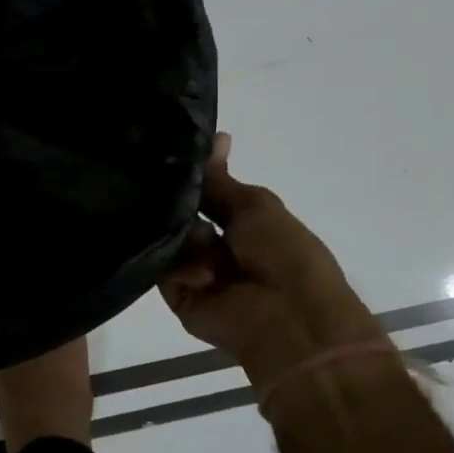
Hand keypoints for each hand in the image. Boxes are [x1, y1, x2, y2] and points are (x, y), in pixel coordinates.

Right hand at [159, 135, 387, 382]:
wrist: (289, 318)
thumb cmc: (284, 252)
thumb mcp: (254, 204)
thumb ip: (221, 177)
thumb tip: (218, 134)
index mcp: (242, 221)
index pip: (205, 191)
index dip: (191, 176)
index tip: (167, 153)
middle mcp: (216, 243)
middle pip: (180, 212)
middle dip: (180, 202)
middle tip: (179, 195)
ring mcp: (196, 269)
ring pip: (170, 237)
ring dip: (189, 237)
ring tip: (208, 245)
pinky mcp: (179, 295)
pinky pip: (164, 267)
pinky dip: (184, 266)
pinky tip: (205, 273)